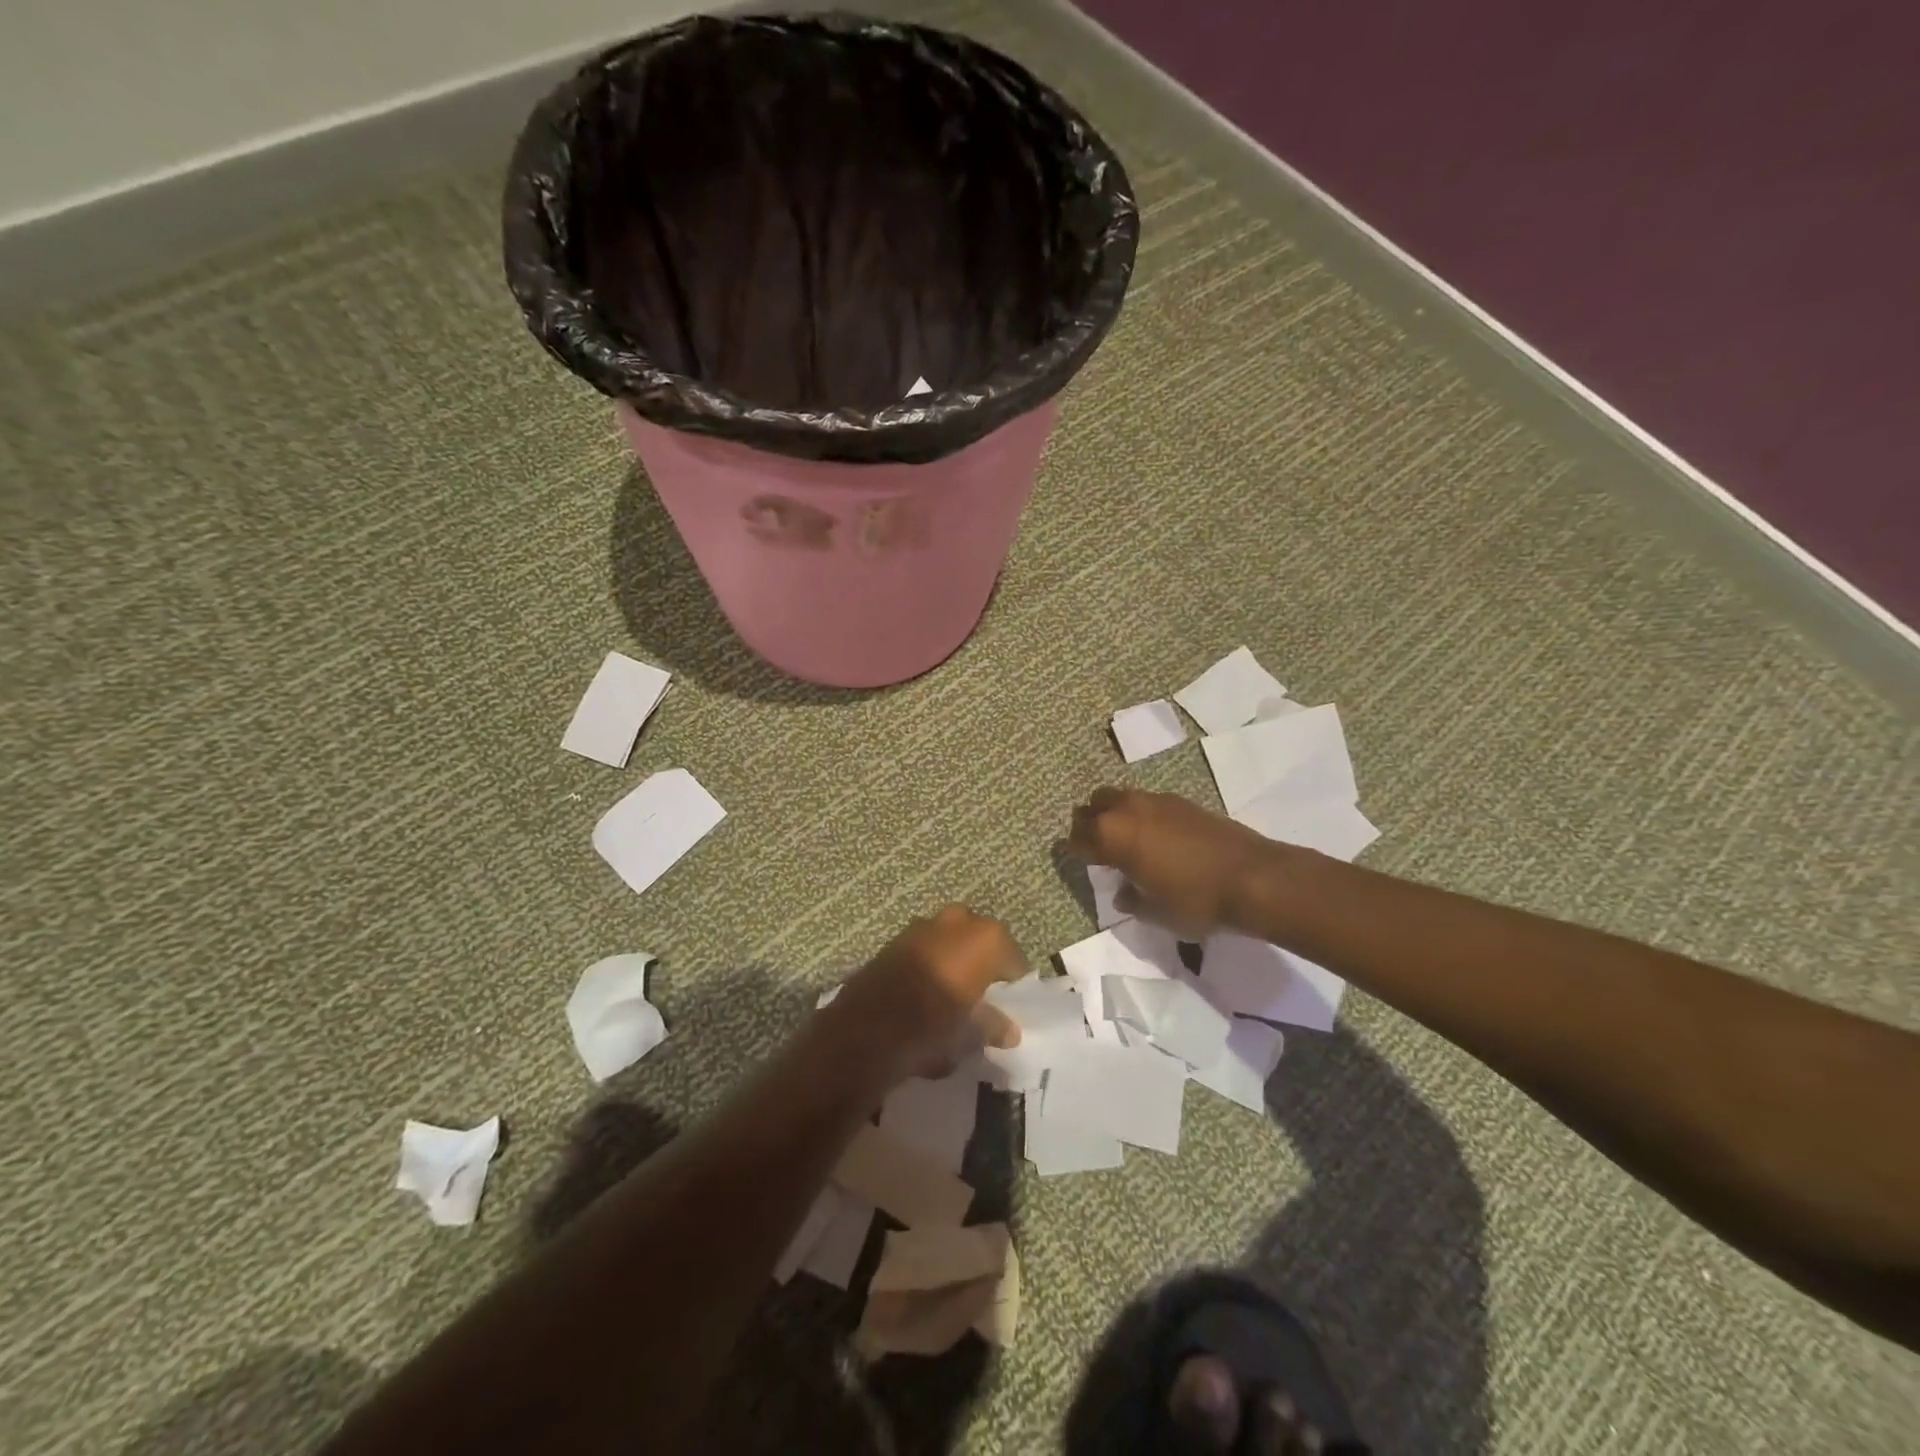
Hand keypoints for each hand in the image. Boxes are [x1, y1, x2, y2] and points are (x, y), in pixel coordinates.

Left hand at [827, 906, 1025, 1082]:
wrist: (864, 1029)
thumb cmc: (931, 1028)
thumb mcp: (970, 1035)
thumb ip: (993, 1026)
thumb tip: (1010, 1030)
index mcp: (986, 939)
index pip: (1014, 961)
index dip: (1013, 986)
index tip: (1010, 1008)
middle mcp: (959, 920)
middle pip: (982, 943)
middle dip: (984, 966)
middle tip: (982, 998)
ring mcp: (924, 924)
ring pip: (952, 941)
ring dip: (955, 961)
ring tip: (953, 995)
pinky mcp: (896, 937)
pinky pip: (926, 947)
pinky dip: (931, 963)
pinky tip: (925, 991)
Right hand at [1065, 787, 1277, 938]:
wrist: (1252, 877)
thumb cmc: (1195, 900)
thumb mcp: (1155, 912)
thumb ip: (1132, 901)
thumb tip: (1123, 894)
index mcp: (1112, 836)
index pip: (1078, 837)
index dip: (1075, 849)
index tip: (1078, 860)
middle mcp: (1128, 809)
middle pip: (1094, 805)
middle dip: (1090, 823)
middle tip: (1098, 847)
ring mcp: (1156, 801)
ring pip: (1120, 797)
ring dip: (1115, 813)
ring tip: (1126, 839)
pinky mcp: (1181, 801)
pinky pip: (1147, 801)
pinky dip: (1142, 814)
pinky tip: (1157, 837)